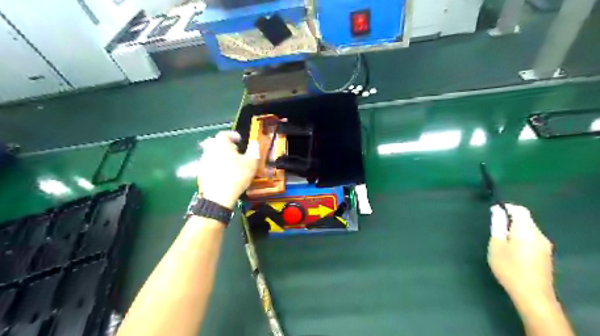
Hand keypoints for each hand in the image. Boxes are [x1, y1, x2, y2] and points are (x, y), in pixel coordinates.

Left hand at [198, 130, 260, 206]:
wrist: (218, 196)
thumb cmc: (236, 176)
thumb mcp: (251, 163)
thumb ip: (253, 150)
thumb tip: (254, 143)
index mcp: (221, 144)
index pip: (224, 134)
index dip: (232, 135)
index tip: (240, 140)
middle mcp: (209, 150)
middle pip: (215, 142)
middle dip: (224, 144)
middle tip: (234, 151)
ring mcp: (203, 161)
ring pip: (211, 153)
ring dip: (220, 155)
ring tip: (230, 163)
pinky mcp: (200, 173)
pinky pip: (209, 164)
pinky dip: (216, 165)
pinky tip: (223, 173)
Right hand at [485, 205, 554, 312]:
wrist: (532, 294)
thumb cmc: (509, 268)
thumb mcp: (496, 245)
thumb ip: (497, 226)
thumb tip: (497, 211)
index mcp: (526, 230)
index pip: (519, 210)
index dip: (506, 208)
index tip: (493, 212)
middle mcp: (539, 235)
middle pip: (525, 219)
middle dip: (509, 219)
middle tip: (494, 228)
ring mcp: (544, 246)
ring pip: (528, 229)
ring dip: (515, 229)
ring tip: (501, 240)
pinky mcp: (545, 255)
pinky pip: (532, 238)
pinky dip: (521, 237)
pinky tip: (512, 250)